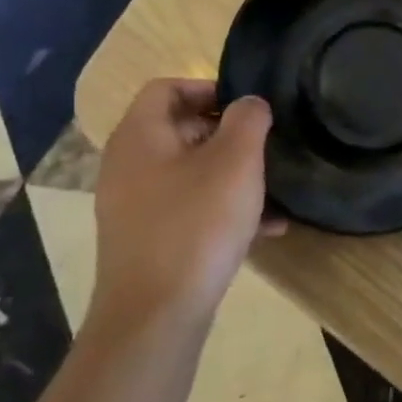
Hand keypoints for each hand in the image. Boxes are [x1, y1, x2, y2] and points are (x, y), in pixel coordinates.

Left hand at [92, 80, 285, 327]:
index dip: (209, 87)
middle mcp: (128, 166)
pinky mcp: (149, 238)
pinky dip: (224, 208)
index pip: (166, 88)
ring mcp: (135, 205)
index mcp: (140, 137)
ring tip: (273, 190)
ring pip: (191, 172)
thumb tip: (250, 103)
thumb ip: (248, 119)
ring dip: (232, 174)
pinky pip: (190, 207)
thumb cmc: (197, 223)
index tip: (249, 107)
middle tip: (266, 146)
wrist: (156, 314)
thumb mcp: (236, 160)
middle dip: (229, 134)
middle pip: (181, 129)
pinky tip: (265, 228)